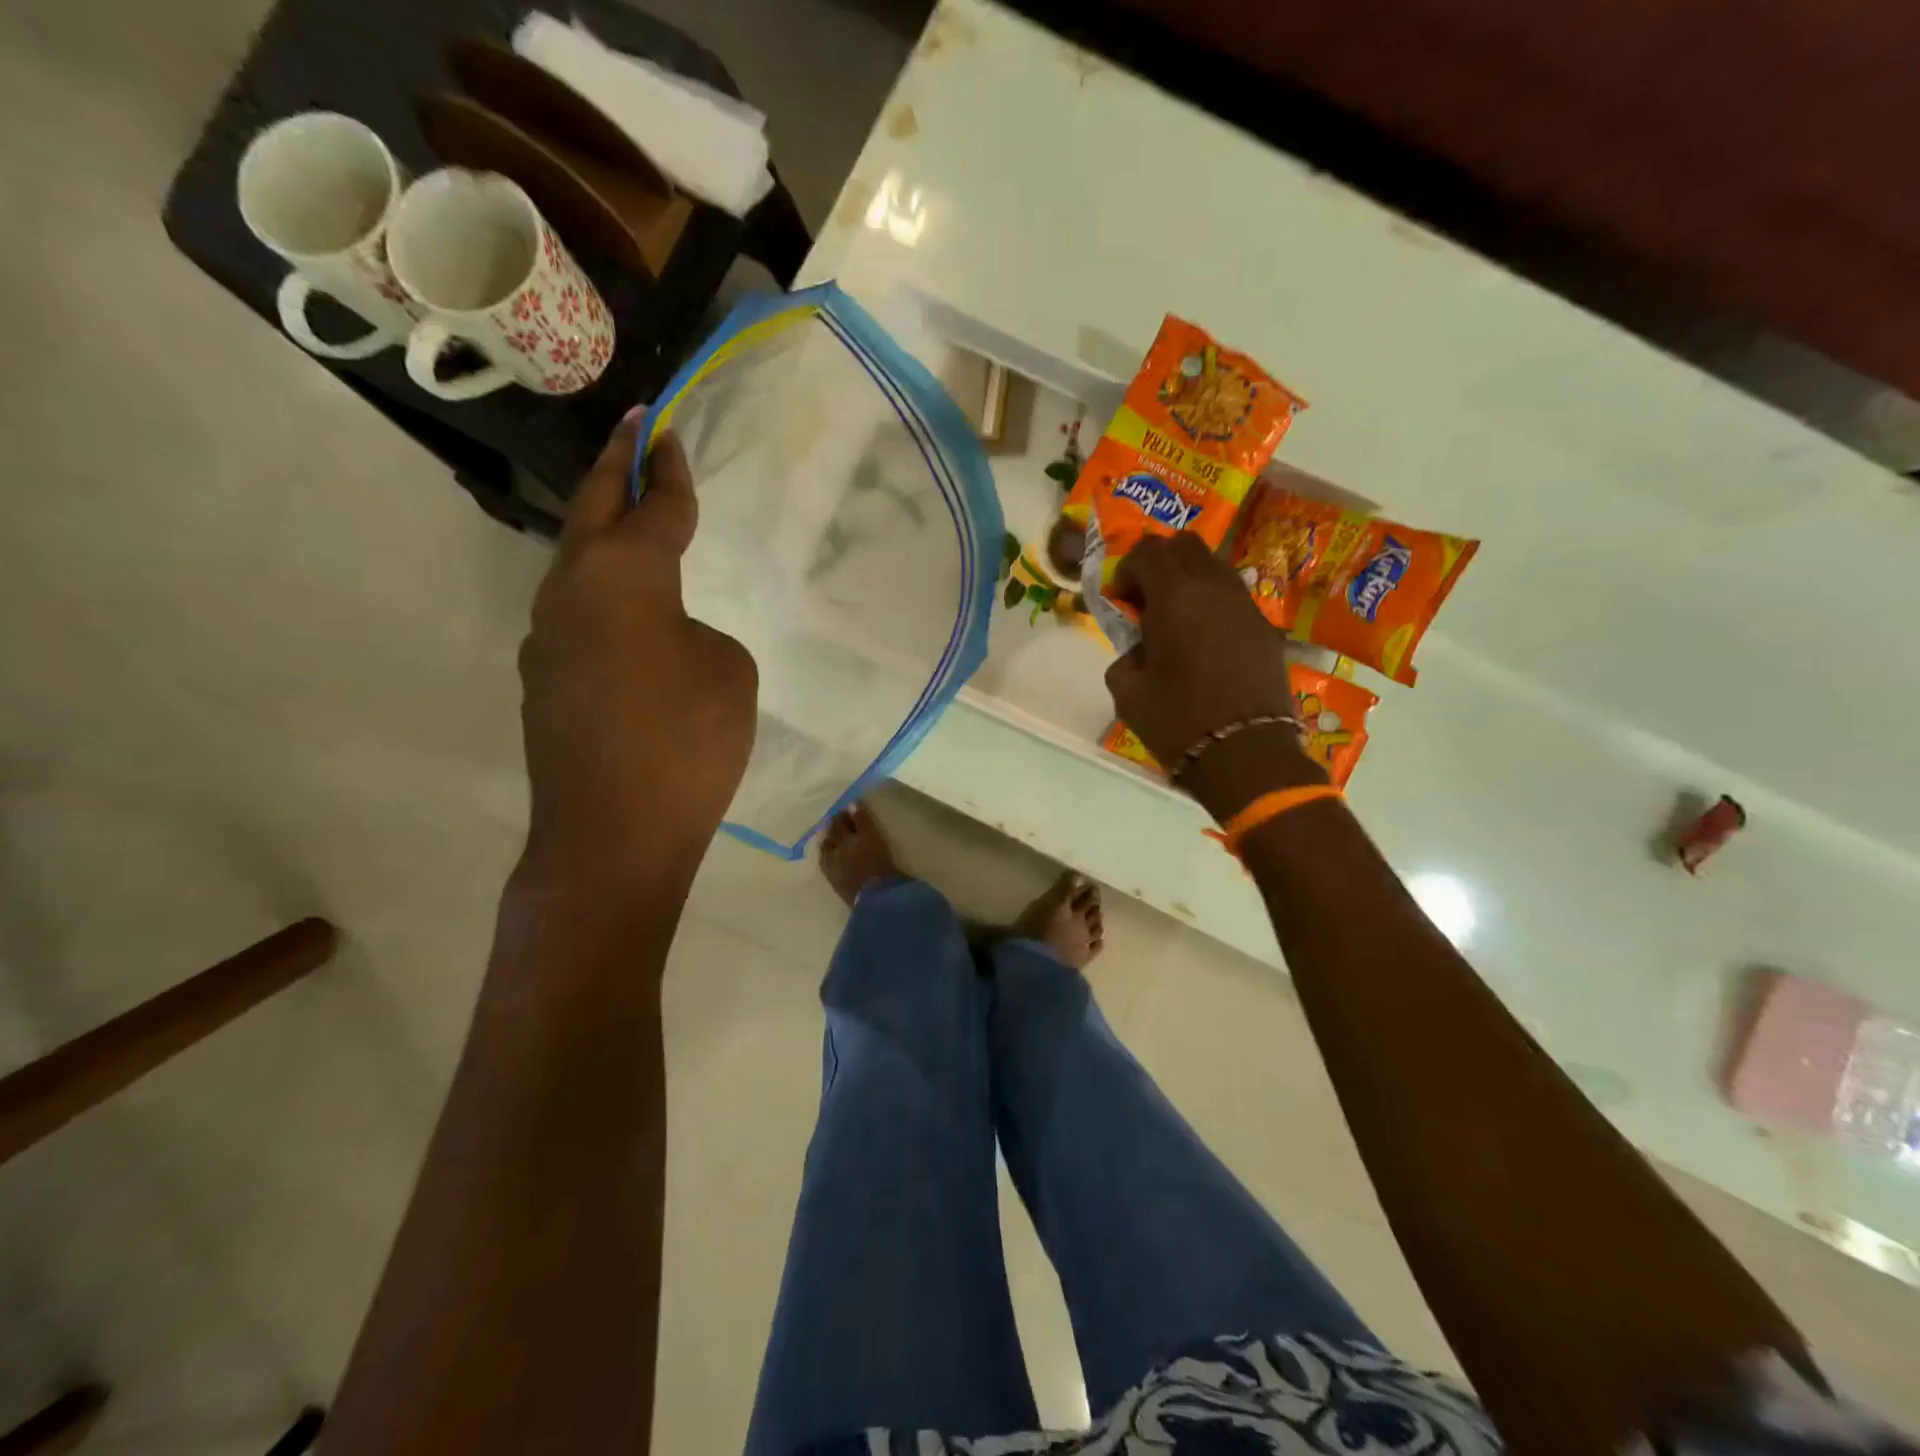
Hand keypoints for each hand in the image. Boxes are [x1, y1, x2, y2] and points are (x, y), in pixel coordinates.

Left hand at [517, 415, 756, 885]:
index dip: (668, 471)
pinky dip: (603, 599)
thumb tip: (666, 636)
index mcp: (624, 575)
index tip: (669, 433)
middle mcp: (571, 592)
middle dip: (615, 466)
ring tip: (629, 521)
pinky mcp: (543, 683)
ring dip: (602, 534)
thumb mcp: (729, 673)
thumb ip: (699, 632)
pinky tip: (627, 622)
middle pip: (592, 511)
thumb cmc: (688, 743)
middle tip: (633, 431)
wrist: (613, 836)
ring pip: (576, 566)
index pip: (654, 507)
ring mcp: (547, 639)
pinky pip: (578, 619)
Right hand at [1104, 532, 1321, 820]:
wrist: (1245, 754)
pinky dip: (1214, 605)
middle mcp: (1214, 588)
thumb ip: (1125, 657)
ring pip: (1215, 567)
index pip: (1149, 550)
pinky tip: (1206, 643)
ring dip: (1190, 582)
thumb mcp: (1127, 693)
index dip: (1129, 569)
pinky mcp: (1267, 629)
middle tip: (1148, 601)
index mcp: (1175, 597)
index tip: (1122, 600)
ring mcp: (1246, 606)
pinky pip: (1234, 598)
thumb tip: (1138, 650)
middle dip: (1161, 563)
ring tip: (1178, 621)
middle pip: (1186, 545)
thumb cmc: (1177, 722)